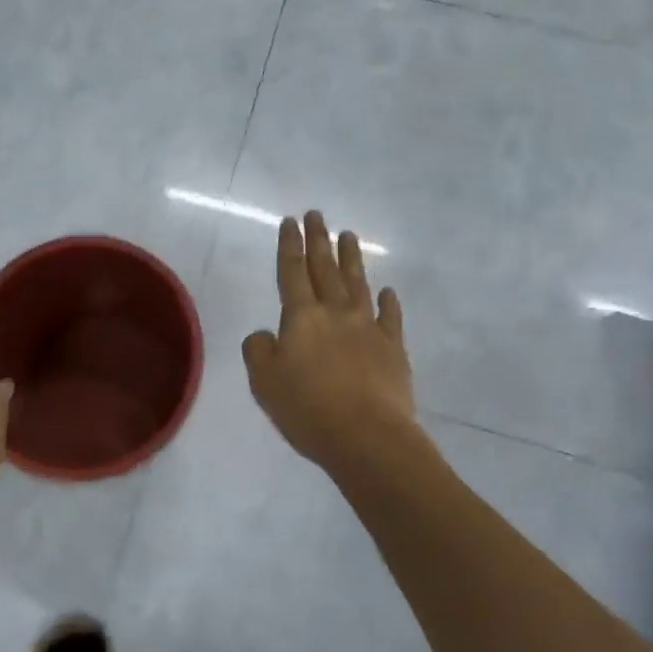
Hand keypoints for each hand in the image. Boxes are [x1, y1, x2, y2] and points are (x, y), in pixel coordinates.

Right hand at [242, 212, 429, 476]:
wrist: (368, 437)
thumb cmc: (308, 409)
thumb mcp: (264, 382)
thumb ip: (258, 351)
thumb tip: (266, 334)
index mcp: (302, 317)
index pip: (292, 272)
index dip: (290, 245)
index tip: (291, 222)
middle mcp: (335, 312)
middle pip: (325, 268)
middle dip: (319, 240)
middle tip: (317, 214)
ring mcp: (368, 327)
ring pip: (357, 283)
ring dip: (351, 258)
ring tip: (349, 235)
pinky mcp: (393, 348)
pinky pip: (390, 317)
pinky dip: (387, 301)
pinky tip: (386, 290)